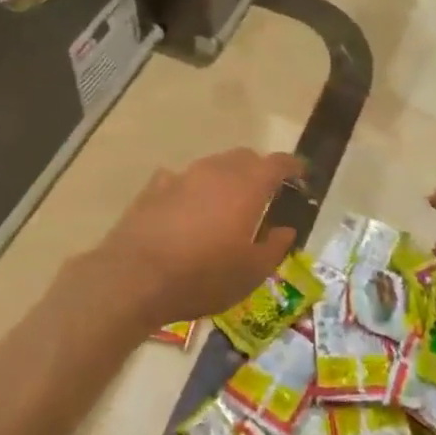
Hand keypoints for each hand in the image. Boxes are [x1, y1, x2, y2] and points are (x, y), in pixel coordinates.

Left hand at [94, 149, 302, 329]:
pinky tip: (189, 213)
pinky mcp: (155, 187)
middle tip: (265, 195)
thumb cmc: (201, 276)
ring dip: (226, 179)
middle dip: (259, 170)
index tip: (301, 176)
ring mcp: (183, 175)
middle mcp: (216, 170)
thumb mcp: (250, 273)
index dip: (293, 167)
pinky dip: (194, 190)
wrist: (134, 276)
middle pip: (245, 158)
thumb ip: (274, 247)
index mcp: (247, 186)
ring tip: (226, 207)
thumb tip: (286, 229)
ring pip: (214, 166)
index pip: (278, 163)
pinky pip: (183, 180)